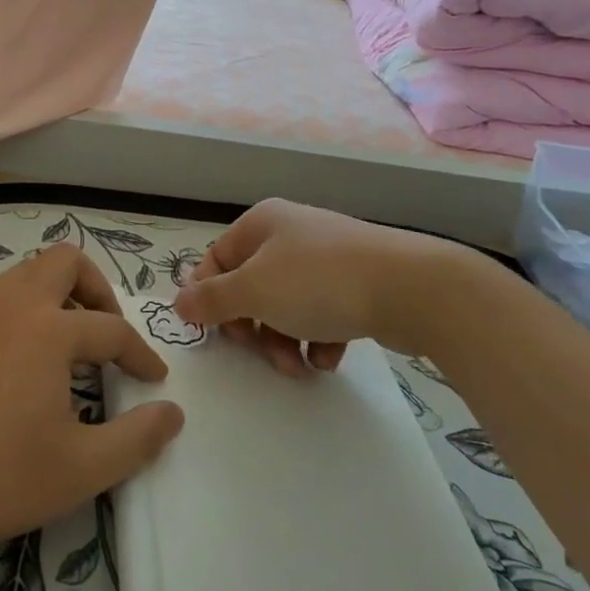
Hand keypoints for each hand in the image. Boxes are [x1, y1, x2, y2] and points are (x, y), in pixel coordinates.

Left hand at [0, 244, 184, 558]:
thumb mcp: (79, 469)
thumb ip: (135, 440)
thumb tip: (172, 413)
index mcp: (48, 329)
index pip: (111, 328)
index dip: (140, 353)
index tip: (154, 380)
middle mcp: (11, 307)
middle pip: (64, 262)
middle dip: (96, 288)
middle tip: (106, 332)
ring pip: (24, 276)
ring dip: (56, 297)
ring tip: (68, 346)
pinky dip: (22, 317)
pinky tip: (19, 369)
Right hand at [172, 199, 480, 375]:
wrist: (412, 288)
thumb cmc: (319, 282)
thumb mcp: (254, 290)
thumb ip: (211, 299)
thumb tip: (178, 302)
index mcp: (261, 224)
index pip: (216, 260)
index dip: (210, 299)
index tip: (218, 335)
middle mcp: (290, 234)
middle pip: (251, 287)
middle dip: (253, 327)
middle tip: (263, 352)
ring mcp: (326, 258)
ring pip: (285, 305)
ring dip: (283, 340)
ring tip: (300, 366)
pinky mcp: (355, 283)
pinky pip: (320, 313)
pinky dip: (318, 338)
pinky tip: (329, 356)